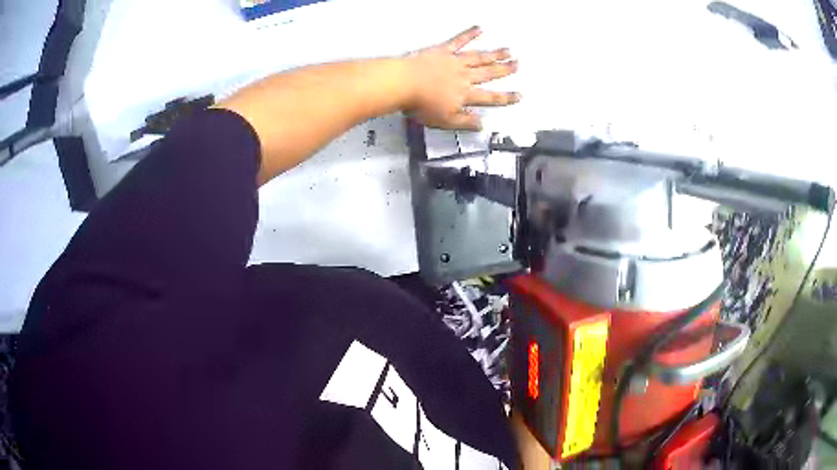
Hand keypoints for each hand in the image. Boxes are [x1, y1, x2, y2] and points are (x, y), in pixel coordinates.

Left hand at [405, 26, 520, 130]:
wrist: (403, 84)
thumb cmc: (420, 104)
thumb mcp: (444, 121)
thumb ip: (464, 122)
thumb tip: (481, 124)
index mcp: (465, 95)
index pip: (491, 98)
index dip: (506, 97)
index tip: (518, 95)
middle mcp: (464, 76)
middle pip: (489, 73)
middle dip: (504, 70)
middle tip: (517, 65)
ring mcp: (454, 61)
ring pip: (479, 57)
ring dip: (494, 54)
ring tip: (507, 50)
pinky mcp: (442, 51)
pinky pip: (459, 41)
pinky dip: (470, 34)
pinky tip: (479, 29)